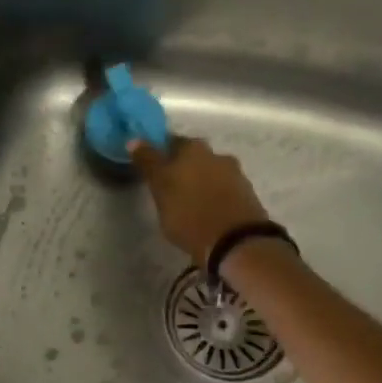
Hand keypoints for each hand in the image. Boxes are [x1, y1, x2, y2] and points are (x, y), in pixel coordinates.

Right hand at [128, 136, 271, 265]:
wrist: (236, 242)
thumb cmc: (189, 213)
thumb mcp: (160, 188)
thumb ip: (148, 162)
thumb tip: (134, 140)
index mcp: (193, 148)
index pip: (170, 142)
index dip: (158, 154)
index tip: (150, 168)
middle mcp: (217, 155)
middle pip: (193, 157)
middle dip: (181, 169)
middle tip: (167, 188)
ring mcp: (235, 175)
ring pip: (209, 174)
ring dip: (198, 183)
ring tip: (187, 204)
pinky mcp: (247, 196)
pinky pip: (223, 191)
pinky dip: (213, 197)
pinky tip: (206, 212)